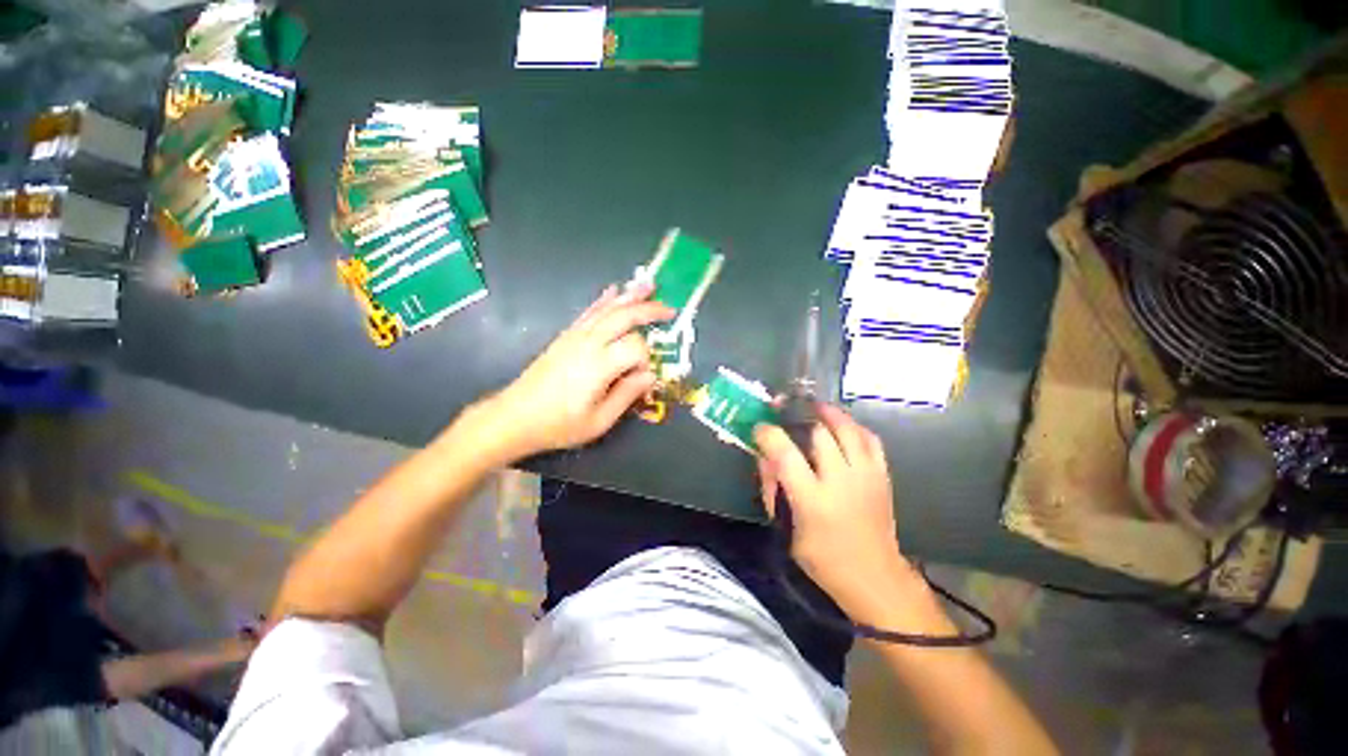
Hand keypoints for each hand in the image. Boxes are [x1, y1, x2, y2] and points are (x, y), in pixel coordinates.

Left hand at [482, 282, 673, 458]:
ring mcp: (575, 336)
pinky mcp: (566, 336)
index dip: (646, 360)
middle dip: (649, 310)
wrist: (515, 417)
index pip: (636, 347)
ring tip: (649, 286)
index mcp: (599, 365)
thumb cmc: (559, 424)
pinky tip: (614, 291)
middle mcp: (588, 343)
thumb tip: (651, 376)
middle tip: (670, 310)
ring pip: (608, 309)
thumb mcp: (599, 421)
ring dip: (630, 297)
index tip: (641, 378)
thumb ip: (627, 395)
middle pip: (624, 317)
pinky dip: (604, 300)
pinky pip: (589, 312)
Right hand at [754, 404, 918, 623]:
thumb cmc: (823, 559)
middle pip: (819, 433)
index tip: (760, 428)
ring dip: (829, 414)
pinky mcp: (882, 476)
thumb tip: (764, 457)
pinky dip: (854, 427)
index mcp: (812, 500)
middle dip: (799, 418)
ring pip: (848, 429)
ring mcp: (866, 476)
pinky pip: (871, 439)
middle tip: (787, 414)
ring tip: (814, 407)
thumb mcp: (787, 529)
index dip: (769, 435)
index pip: (785, 454)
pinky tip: (843, 425)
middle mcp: (841, 481)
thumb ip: (772, 489)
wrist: (876, 578)